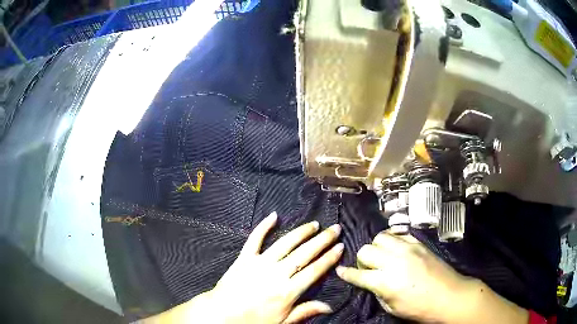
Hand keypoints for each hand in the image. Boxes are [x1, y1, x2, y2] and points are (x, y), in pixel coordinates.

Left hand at [205, 212, 342, 322]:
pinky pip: (255, 238)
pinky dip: (264, 226)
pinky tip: (274, 215)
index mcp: (288, 291)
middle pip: (304, 254)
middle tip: (335, 229)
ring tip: (315, 224)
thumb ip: (305, 312)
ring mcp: (260, 263)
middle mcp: (277, 273)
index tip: (340, 247)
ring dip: (302, 232)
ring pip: (285, 243)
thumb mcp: (282, 322)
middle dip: (322, 240)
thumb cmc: (253, 320)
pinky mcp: (245, 257)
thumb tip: (329, 306)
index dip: (329, 258)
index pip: (315, 271)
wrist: (222, 313)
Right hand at [336, 231, 527, 323]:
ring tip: (382, 255)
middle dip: (361, 259)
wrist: (449, 296)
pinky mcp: (419, 244)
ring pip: (381, 236)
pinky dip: (394, 239)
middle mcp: (394, 261)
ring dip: (377, 246)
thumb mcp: (392, 308)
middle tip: (368, 267)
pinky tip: (396, 248)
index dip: (346, 273)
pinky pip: (400, 233)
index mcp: (385, 282)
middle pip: (366, 250)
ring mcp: (408, 249)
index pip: (357, 274)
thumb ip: (378, 292)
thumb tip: (371, 282)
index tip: (340, 271)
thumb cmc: (419, 309)